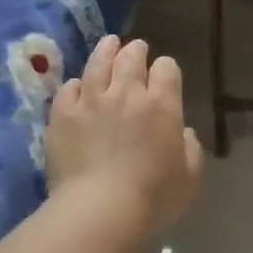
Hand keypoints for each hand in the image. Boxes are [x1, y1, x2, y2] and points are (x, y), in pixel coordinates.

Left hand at [47, 35, 202, 238]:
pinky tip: (77, 86)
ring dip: (105, 51)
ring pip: (97, 64)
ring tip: (108, 43)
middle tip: (136, 48)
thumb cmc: (154, 197)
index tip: (165, 74)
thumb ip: (190, 149)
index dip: (166, 69)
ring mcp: (90, 101)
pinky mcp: (62, 116)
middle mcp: (126, 94)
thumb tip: (182, 133)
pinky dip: (75, 85)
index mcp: (162, 105)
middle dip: (136, 50)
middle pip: (131, 59)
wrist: (100, 209)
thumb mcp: (190, 177)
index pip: (167, 69)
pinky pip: (67, 90)